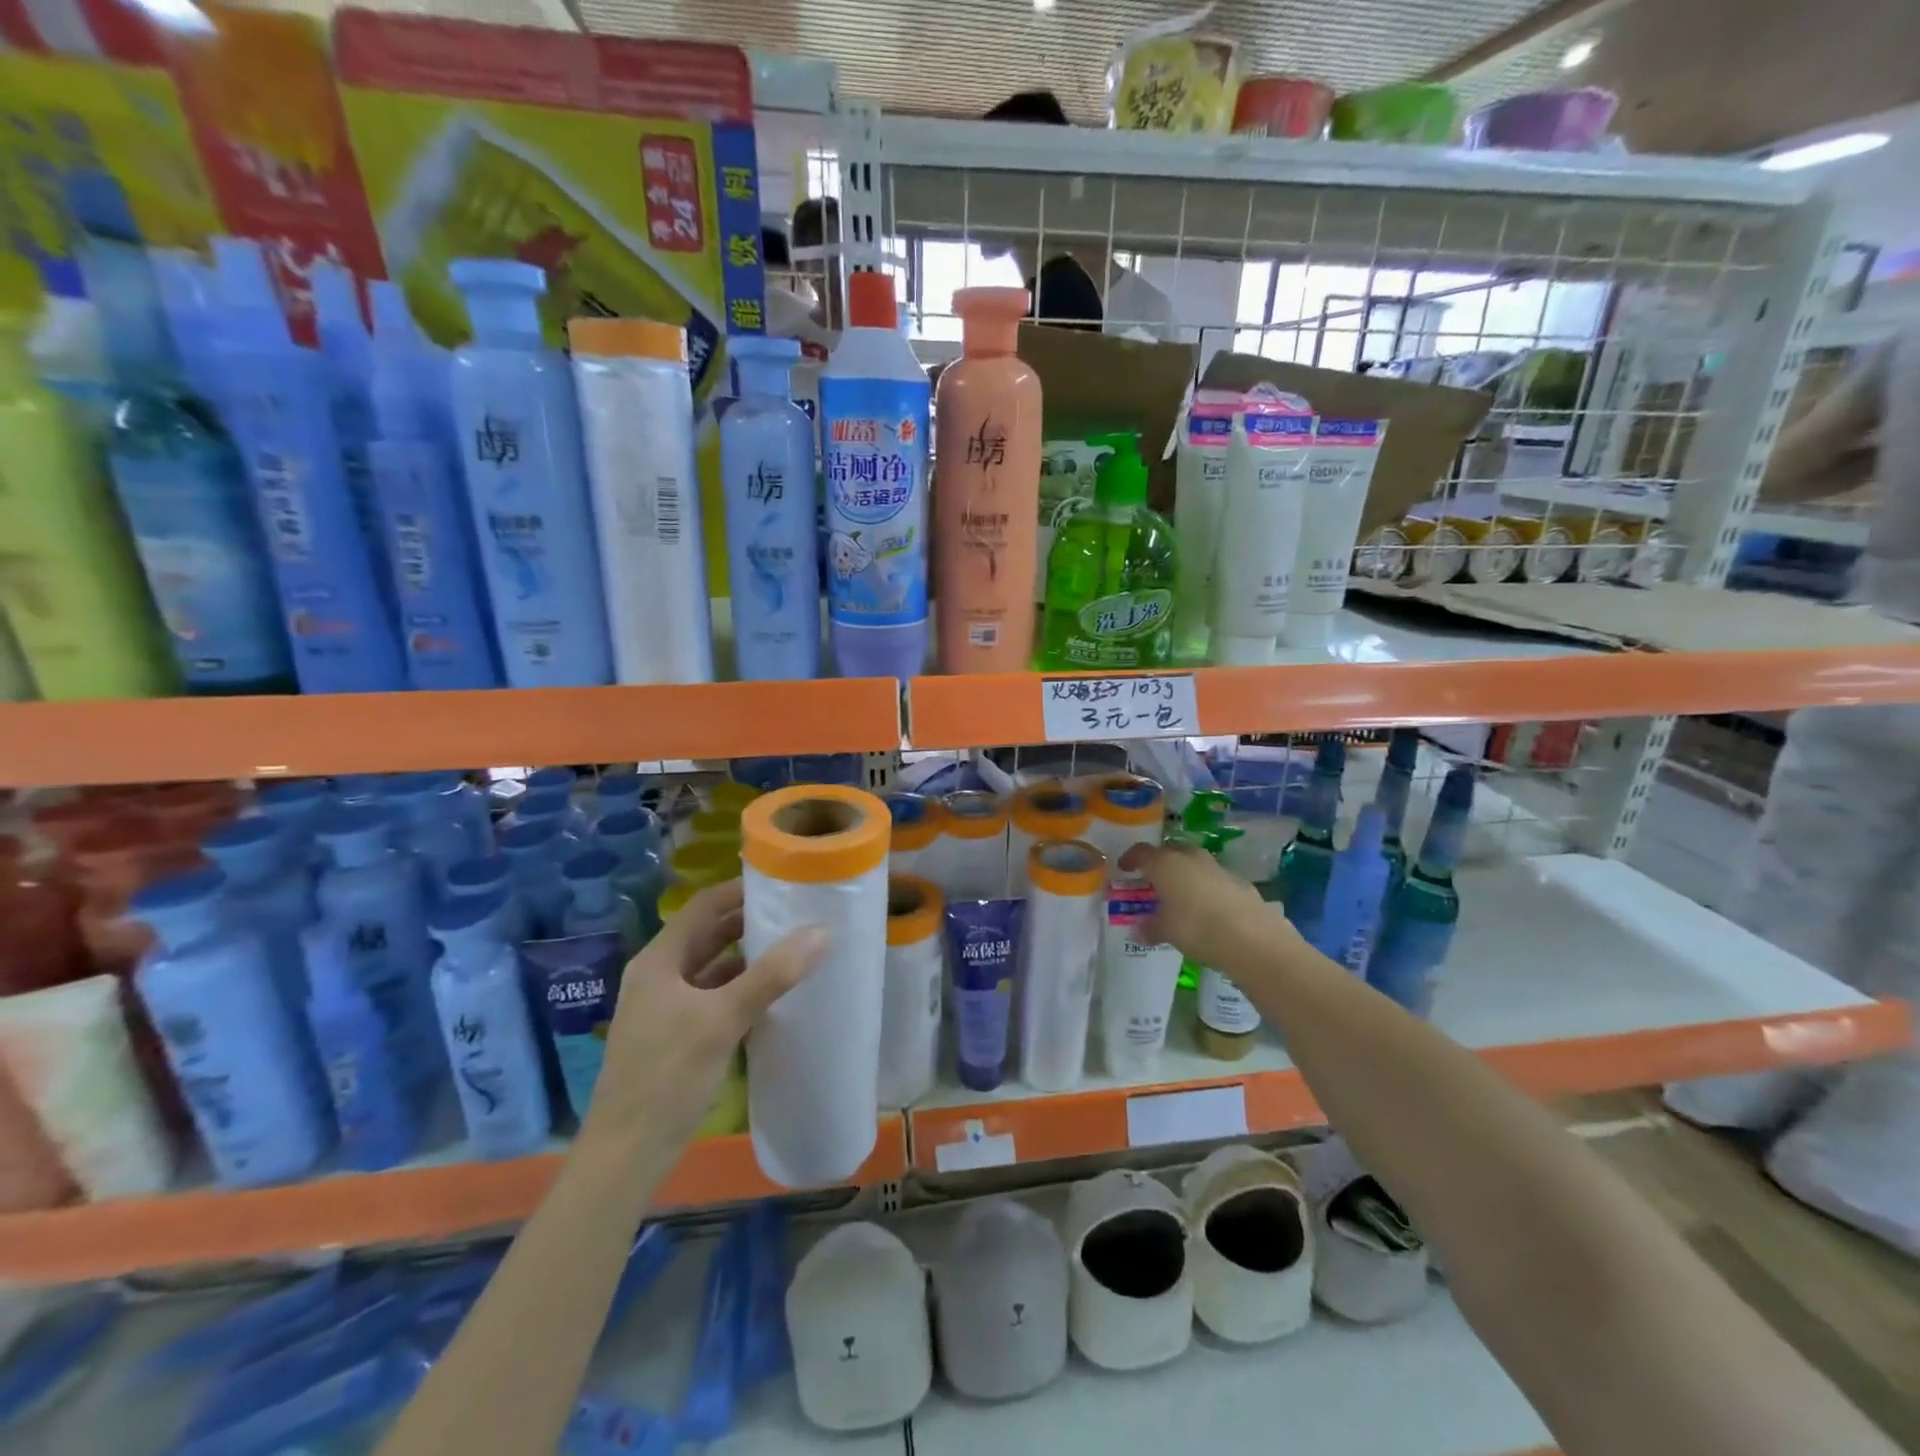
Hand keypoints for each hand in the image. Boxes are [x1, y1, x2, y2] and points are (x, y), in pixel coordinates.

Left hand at [584, 880, 826, 1151]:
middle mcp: (660, 976)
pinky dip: (741, 988)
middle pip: (708, 935)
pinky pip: (713, 997)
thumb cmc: (667, 1076)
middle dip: (749, 923)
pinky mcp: (677, 1036)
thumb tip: (820, 932)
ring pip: (712, 967)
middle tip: (796, 914)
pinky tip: (772, 995)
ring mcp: (666, 1008)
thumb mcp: (722, 1020)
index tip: (781, 882)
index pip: (703, 907)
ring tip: (793, 948)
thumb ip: (771, 975)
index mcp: (659, 960)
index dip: (739, 890)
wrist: (625, 1154)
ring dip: (747, 957)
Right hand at [1119, 842, 1295, 973]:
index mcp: (1165, 863)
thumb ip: (1150, 927)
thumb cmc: (1195, 927)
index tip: (1124, 867)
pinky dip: (1206, 888)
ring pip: (1194, 864)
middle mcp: (1190, 857)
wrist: (1250, 937)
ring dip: (1185, 874)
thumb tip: (1138, 930)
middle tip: (1153, 879)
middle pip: (1170, 852)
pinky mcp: (1239, 882)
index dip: (1130, 858)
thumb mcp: (1165, 930)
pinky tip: (1207, 908)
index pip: (1141, 852)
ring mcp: (1217, 867)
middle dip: (1160, 863)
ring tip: (1180, 894)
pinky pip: (1214, 880)